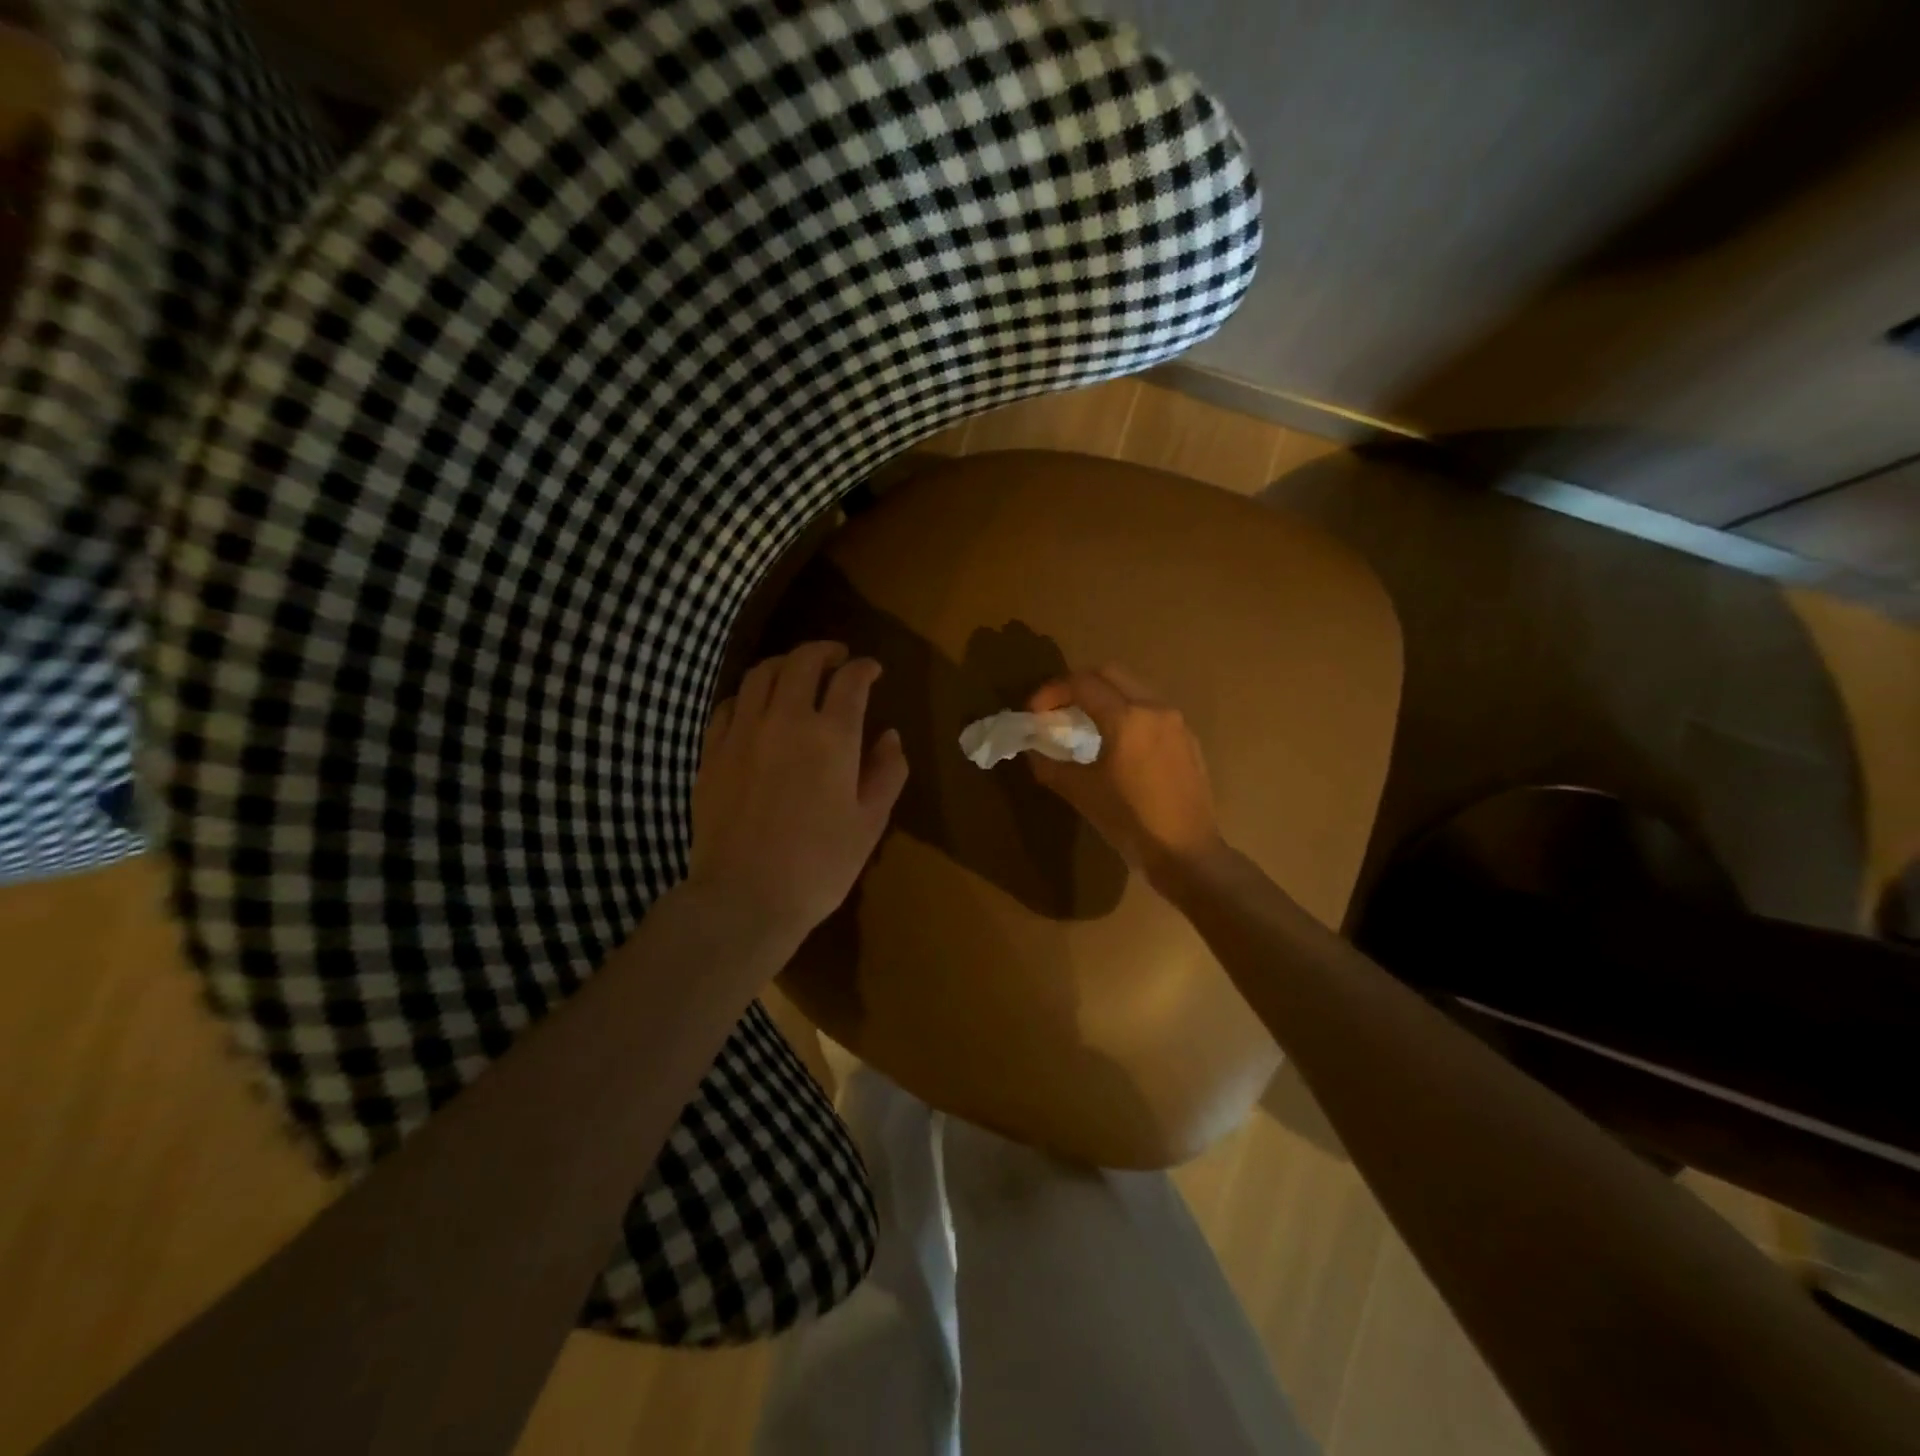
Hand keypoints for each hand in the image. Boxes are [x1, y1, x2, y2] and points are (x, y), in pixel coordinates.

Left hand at [689, 642, 908, 950]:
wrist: (744, 898)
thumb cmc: (819, 866)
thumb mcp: (870, 823)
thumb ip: (887, 773)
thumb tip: (890, 737)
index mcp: (832, 737)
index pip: (850, 681)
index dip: (865, 668)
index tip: (873, 670)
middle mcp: (786, 721)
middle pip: (802, 663)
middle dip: (824, 652)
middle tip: (837, 658)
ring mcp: (742, 733)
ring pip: (760, 675)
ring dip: (784, 665)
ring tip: (797, 674)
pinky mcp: (712, 752)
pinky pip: (728, 705)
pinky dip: (748, 696)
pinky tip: (756, 708)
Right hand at [1027, 665, 1223, 883]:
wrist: (1186, 852)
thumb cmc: (1130, 821)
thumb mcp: (1081, 793)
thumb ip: (1050, 764)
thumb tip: (1033, 749)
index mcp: (1127, 718)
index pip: (1082, 684)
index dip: (1051, 692)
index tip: (1034, 713)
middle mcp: (1155, 708)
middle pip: (1110, 673)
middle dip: (1077, 685)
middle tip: (1056, 709)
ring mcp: (1176, 722)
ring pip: (1133, 688)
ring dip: (1104, 696)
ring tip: (1083, 724)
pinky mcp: (1187, 739)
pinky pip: (1151, 709)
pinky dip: (1126, 712)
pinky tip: (1115, 742)